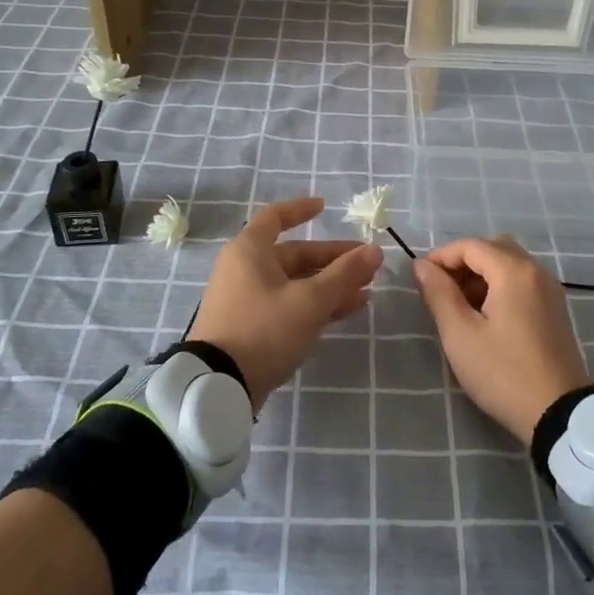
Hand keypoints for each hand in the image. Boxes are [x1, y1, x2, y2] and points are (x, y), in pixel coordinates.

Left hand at [189, 197, 382, 410]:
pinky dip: (313, 305)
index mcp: (250, 250)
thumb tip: (375, 250)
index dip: (301, 209)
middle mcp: (244, 268)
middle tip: (367, 266)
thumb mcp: (310, 301)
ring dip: (329, 285)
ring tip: (365, 292)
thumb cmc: (264, 329)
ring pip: (294, 283)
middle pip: (294, 255)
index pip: (277, 217)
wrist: (218, 386)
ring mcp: (245, 299)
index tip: (325, 207)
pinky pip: (287, 304)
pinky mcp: (249, 326)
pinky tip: (344, 313)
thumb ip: (345, 274)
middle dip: (332, 260)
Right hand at [413, 236, 591, 447]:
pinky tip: (483, 315)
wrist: (560, 414)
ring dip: (480, 274)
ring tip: (457, 304)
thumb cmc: (503, 373)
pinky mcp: (554, 309)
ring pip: (508, 264)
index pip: (471, 246)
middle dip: (462, 262)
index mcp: (514, 272)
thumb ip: (439, 293)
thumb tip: (422, 266)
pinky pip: (521, 281)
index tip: (420, 278)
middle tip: (439, 288)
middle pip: (493, 248)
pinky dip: (498, 285)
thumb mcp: (461, 335)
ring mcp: (549, 290)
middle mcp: (536, 271)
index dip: (441, 256)